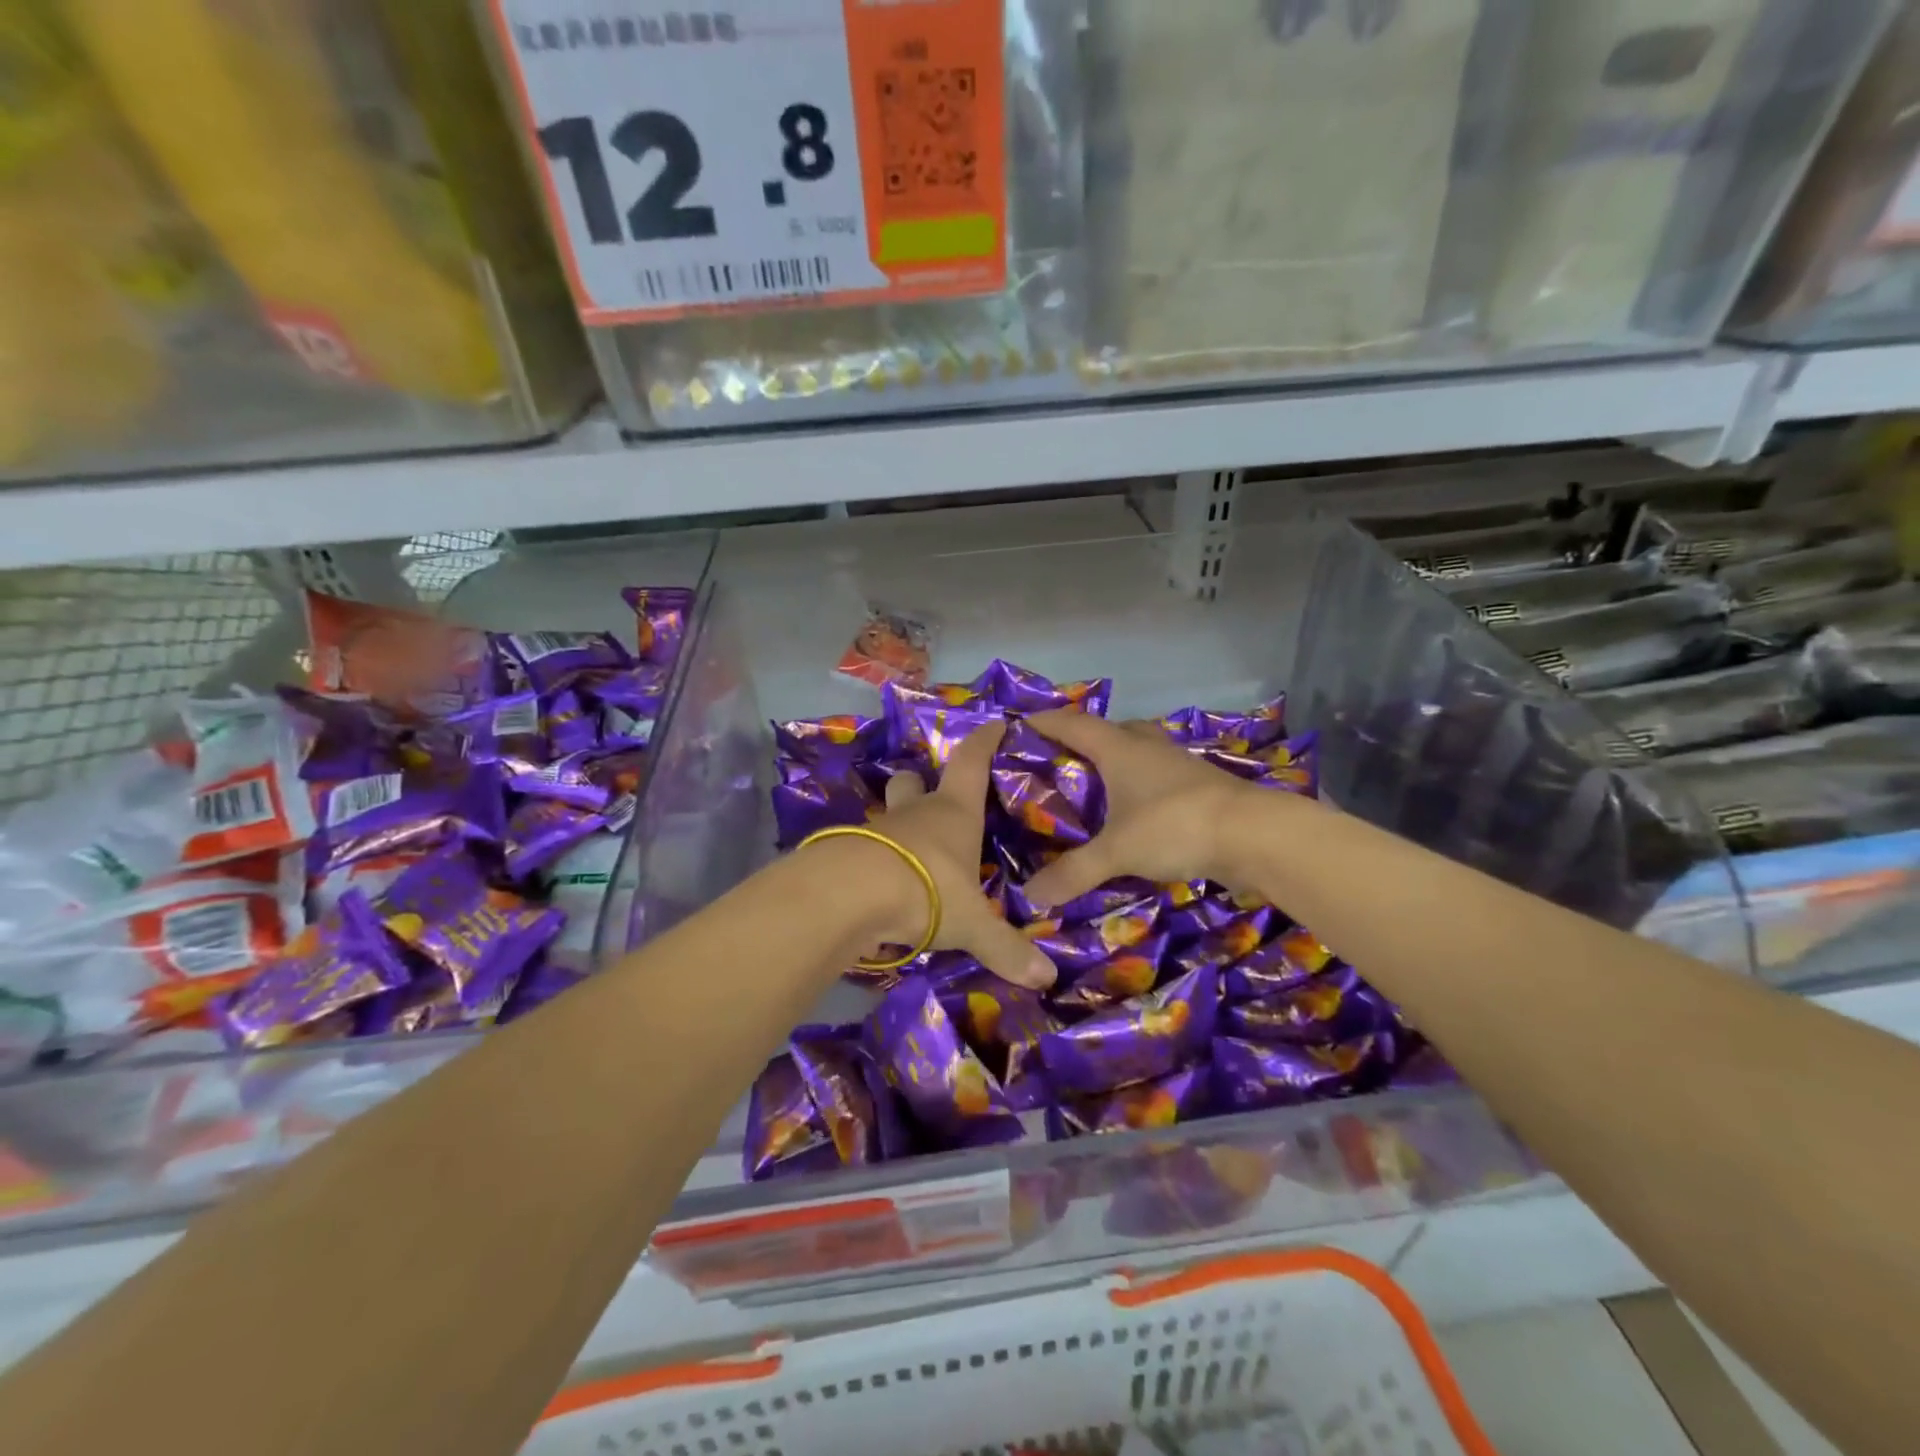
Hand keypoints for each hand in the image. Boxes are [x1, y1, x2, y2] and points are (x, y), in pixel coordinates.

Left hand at [863, 720, 1056, 989]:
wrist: (850, 894)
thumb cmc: (927, 889)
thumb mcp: (973, 923)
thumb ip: (1006, 949)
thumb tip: (1047, 981)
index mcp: (953, 813)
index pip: (971, 762)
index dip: (984, 741)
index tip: (995, 723)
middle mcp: (915, 813)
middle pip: (913, 781)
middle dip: (919, 783)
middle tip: (929, 798)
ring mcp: (876, 829)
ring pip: (886, 815)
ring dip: (895, 827)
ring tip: (908, 852)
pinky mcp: (845, 851)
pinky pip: (863, 849)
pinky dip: (873, 860)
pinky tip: (880, 883)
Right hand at [1022, 710, 1266, 905]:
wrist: (1255, 834)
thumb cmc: (1174, 826)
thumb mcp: (1117, 852)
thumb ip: (1073, 872)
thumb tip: (1030, 896)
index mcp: (1120, 749)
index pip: (1073, 723)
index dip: (1046, 721)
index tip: (1021, 723)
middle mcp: (1148, 747)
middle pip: (1110, 730)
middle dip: (1084, 739)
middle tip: (1061, 760)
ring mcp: (1179, 764)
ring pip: (1139, 751)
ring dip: (1117, 761)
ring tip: (1096, 786)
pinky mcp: (1201, 786)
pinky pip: (1159, 775)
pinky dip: (1142, 785)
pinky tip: (1137, 810)